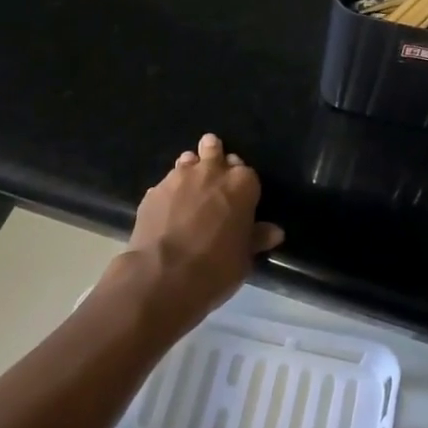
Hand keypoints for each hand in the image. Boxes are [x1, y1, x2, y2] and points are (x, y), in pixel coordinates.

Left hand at [114, 133, 283, 333]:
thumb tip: (274, 231)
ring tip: (190, 186)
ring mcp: (179, 178)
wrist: (163, 276)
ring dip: (191, 169)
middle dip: (215, 158)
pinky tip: (167, 208)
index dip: (242, 183)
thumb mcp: (244, 257)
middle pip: (214, 151)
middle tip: (214, 176)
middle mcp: (211, 172)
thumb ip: (257, 237)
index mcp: (241, 184)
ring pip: (188, 161)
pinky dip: (169, 191)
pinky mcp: (153, 191)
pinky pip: (165, 184)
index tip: (239, 194)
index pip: (247, 172)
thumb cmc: (216, 267)